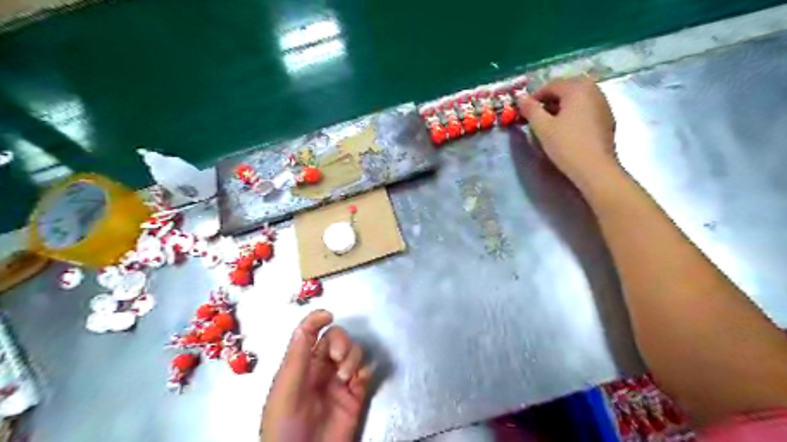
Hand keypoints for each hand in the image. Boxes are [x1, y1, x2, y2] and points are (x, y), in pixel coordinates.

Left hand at [261, 311, 371, 441]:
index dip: (317, 320)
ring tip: (346, 377)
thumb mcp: (286, 389)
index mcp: (300, 364)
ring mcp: (339, 381)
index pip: (309, 333)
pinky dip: (365, 370)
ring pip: (353, 352)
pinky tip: (357, 381)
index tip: (328, 316)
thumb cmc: (285, 426)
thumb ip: (298, 356)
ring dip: (352, 357)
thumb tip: (309, 322)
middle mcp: (321, 368)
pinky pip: (366, 371)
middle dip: (341, 341)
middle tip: (337, 358)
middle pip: (336, 338)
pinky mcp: (356, 394)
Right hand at [517, 75, 621, 186]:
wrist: (595, 168)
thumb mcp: (542, 127)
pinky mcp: (607, 118)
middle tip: (536, 117)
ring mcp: (603, 104)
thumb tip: (520, 98)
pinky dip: (573, 114)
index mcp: (577, 87)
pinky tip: (566, 131)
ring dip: (561, 107)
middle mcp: (593, 90)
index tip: (524, 112)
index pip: (551, 85)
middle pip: (566, 90)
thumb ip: (530, 109)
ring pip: (577, 99)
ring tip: (550, 124)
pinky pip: (586, 109)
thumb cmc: (566, 145)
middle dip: (549, 101)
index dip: (534, 97)